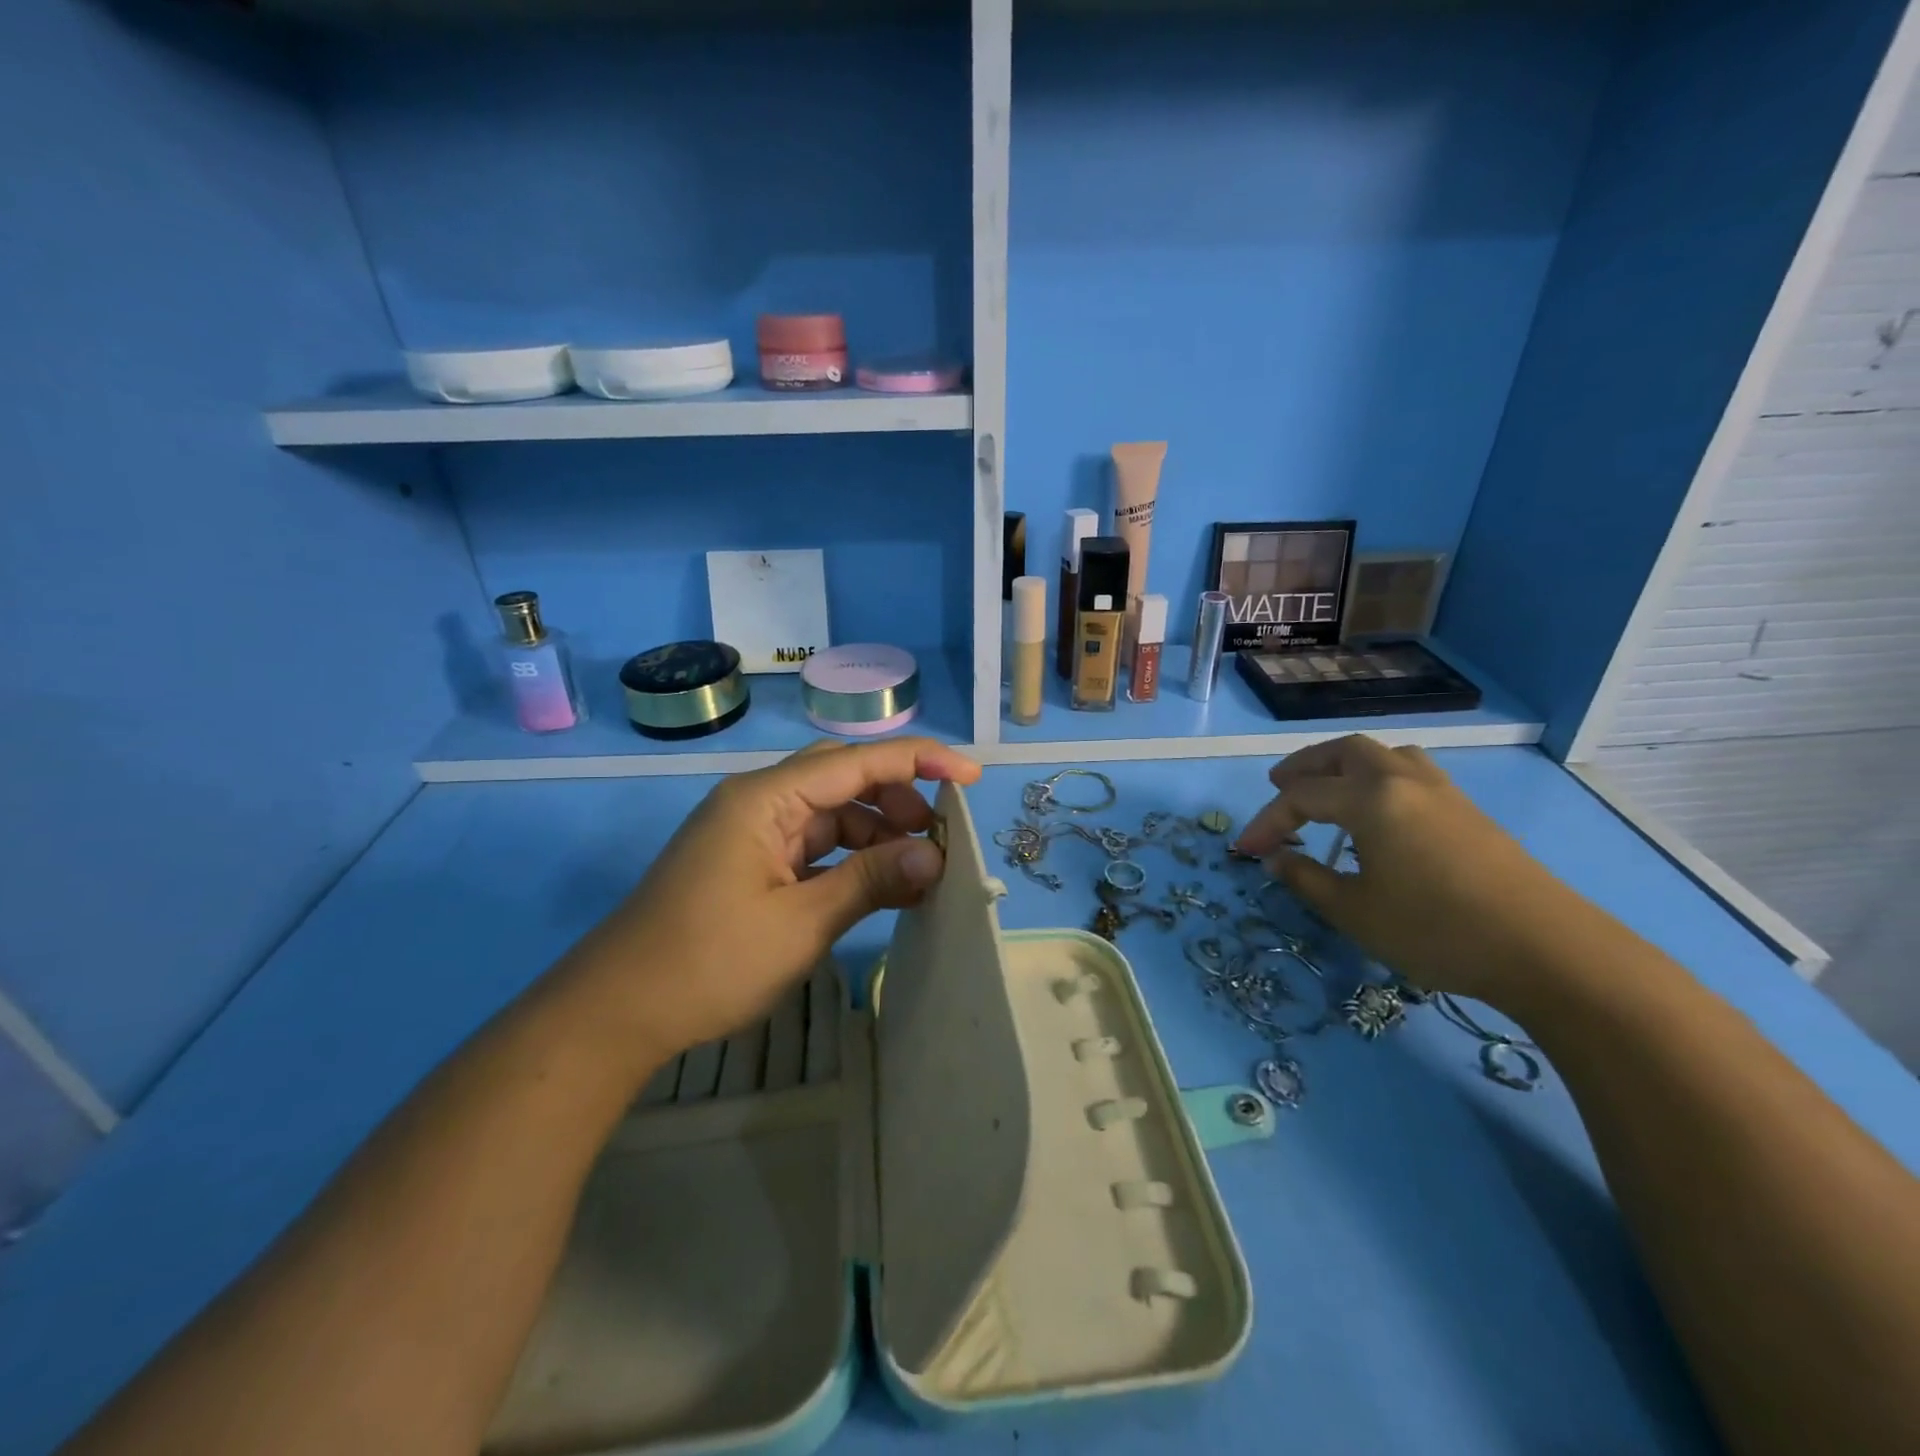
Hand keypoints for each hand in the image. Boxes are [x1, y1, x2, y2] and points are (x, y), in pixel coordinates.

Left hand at [559, 738, 980, 1065]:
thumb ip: (871, 881)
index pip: (857, 762)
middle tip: (941, 838)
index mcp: (766, 798)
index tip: (970, 775)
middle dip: (898, 801)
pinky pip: (813, 848)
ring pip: (831, 816)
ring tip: (920, 872)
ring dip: (877, 837)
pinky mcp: (751, 864)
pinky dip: (850, 863)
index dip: (919, 761)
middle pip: (844, 781)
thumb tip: (935, 856)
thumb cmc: (708, 962)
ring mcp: (753, 833)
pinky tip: (882, 887)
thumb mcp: (801, 923)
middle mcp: (760, 802)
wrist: (616, 1013)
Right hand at [1235, 736, 1586, 1000]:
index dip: (1266, 822)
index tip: (1245, 852)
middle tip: (1278, 787)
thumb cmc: (1436, 930)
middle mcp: (1403, 781)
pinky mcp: (1468, 811)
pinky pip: (1411, 772)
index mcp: (1370, 799)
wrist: (1547, 950)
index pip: (1300, 797)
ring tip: (1328, 788)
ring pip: (1384, 755)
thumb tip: (1275, 859)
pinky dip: (1379, 777)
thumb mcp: (1355, 912)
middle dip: (1305, 767)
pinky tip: (1380, 811)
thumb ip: (1307, 880)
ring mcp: (1442, 792)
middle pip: (1344, 752)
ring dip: (1345, 764)